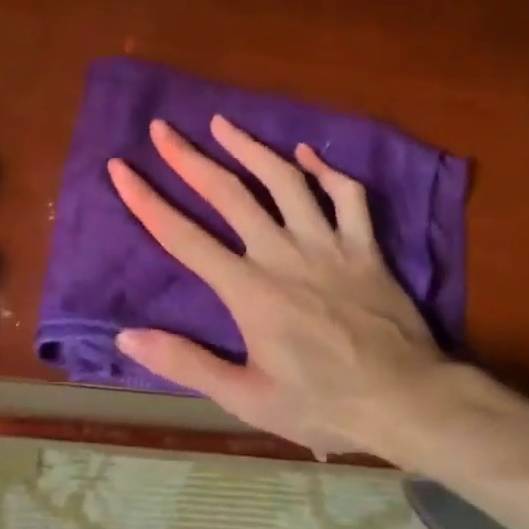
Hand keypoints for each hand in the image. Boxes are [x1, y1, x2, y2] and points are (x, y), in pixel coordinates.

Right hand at [107, 115, 449, 457]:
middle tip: (163, 128)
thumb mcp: (246, 399)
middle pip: (229, 193)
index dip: (146, 200)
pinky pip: (346, 195)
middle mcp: (283, 253)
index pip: (184, 237)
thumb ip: (186, 363)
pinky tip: (305, 152)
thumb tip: (126, 335)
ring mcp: (328, 244)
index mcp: (249, 290)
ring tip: (221, 123)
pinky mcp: (365, 246)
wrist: (408, 401)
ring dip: (250, 147)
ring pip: (285, 180)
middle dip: (189, 158)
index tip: (120, 168)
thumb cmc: (323, 404)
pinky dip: (325, 169)